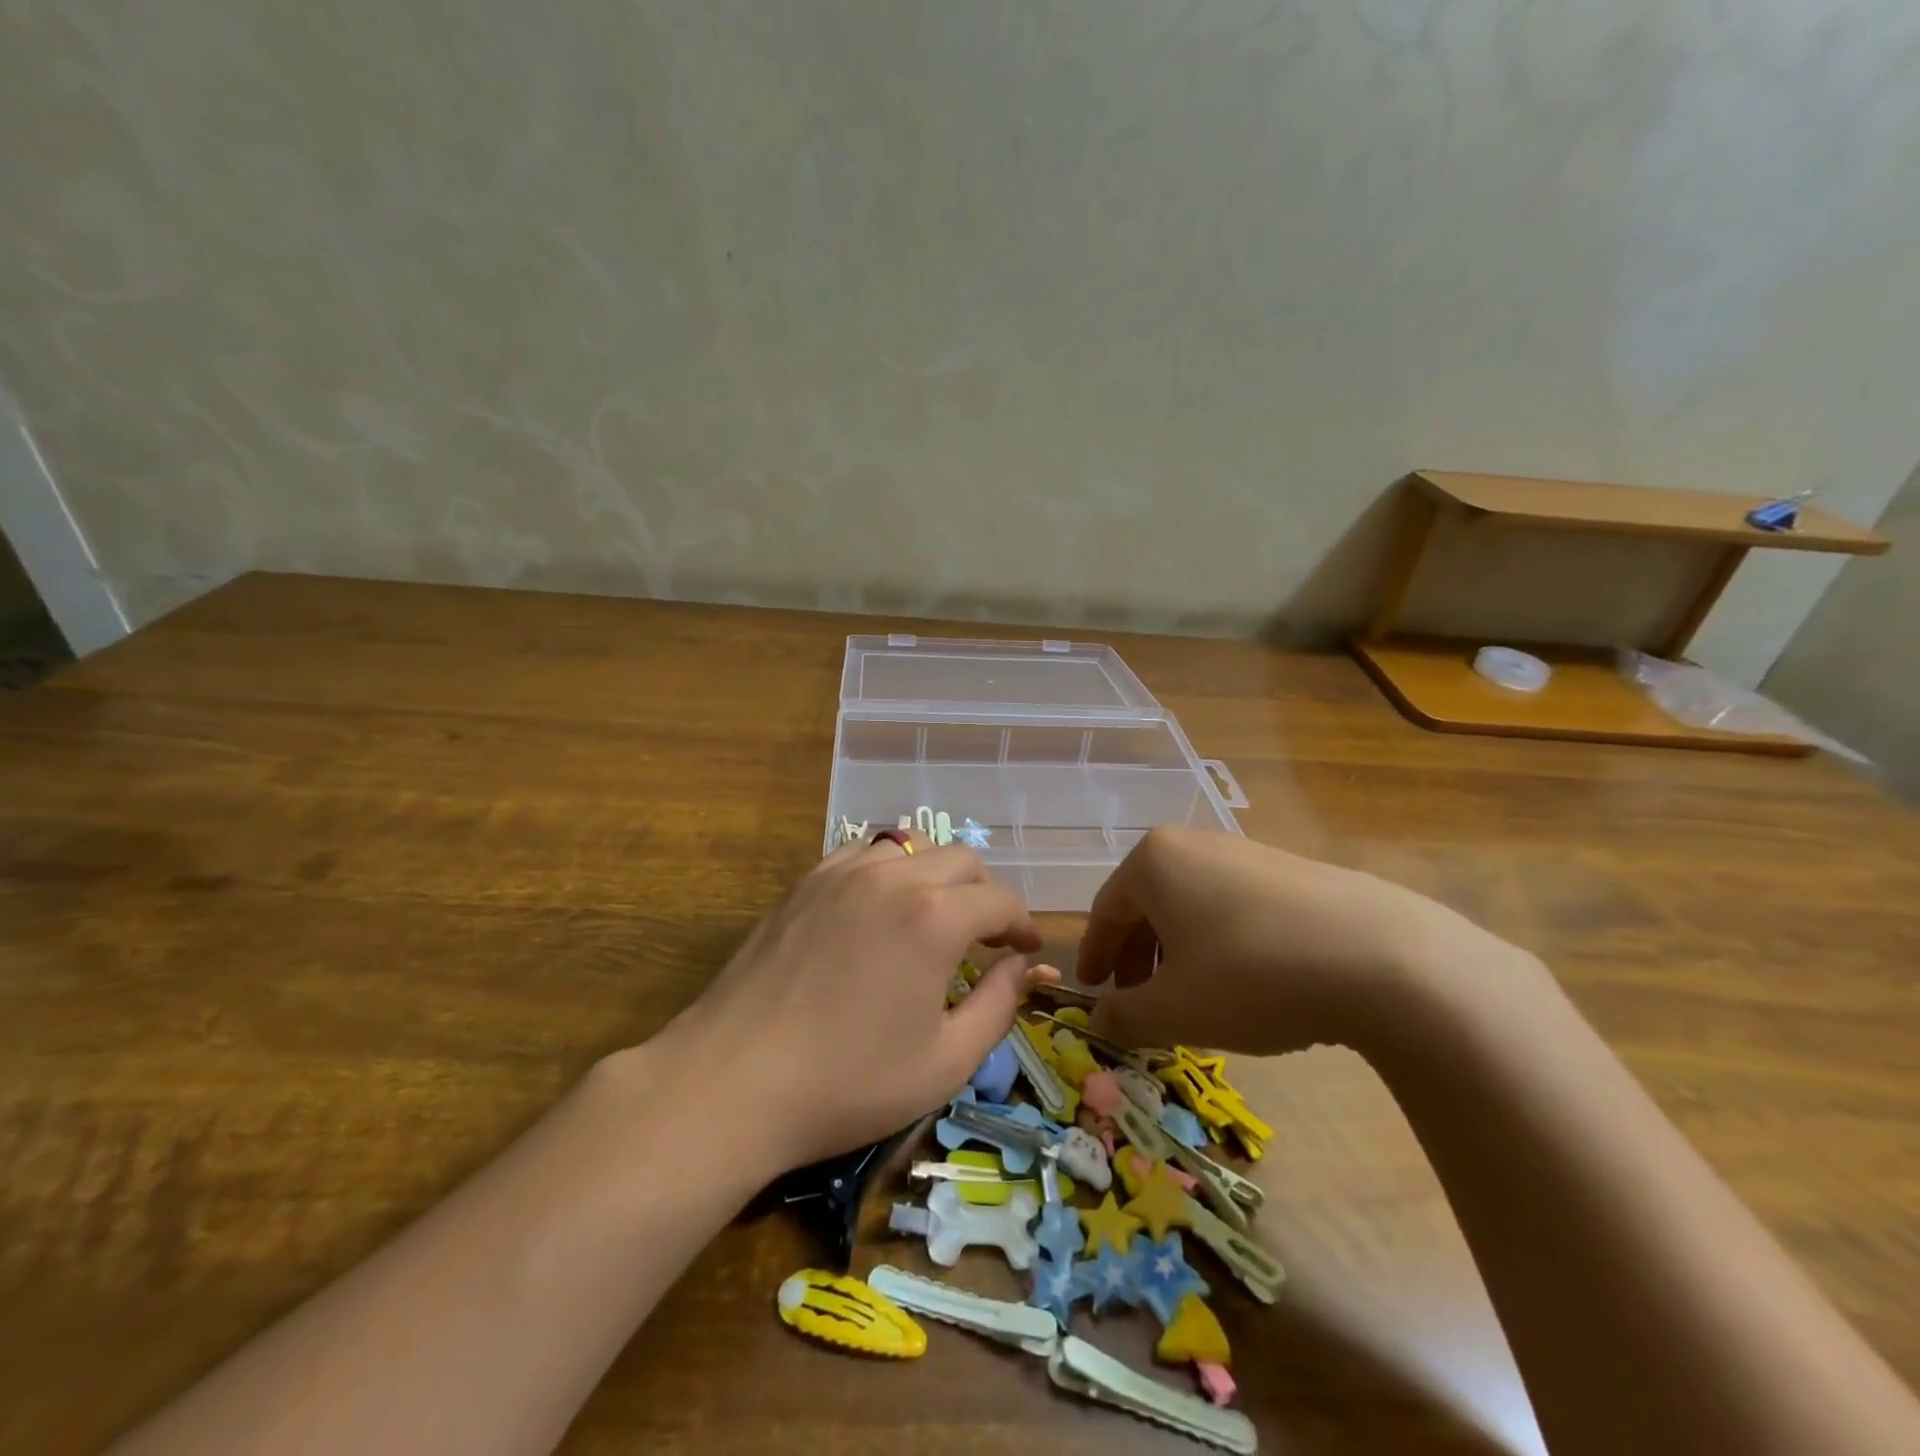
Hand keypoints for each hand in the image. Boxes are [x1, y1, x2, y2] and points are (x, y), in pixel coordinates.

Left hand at [669, 832, 1055, 1169]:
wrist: (733, 1081)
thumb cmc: (848, 1083)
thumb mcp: (946, 1062)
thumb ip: (999, 1006)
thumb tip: (1021, 965)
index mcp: (934, 917)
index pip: (1000, 900)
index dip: (1023, 924)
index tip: (1026, 950)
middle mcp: (892, 878)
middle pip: (961, 860)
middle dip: (986, 894)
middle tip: (987, 938)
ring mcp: (842, 873)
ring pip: (912, 847)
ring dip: (937, 876)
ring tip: (934, 918)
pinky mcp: (805, 883)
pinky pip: (863, 854)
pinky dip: (889, 870)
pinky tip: (880, 908)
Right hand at [1082, 826, 1511, 1056]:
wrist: (1381, 958)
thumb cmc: (1251, 976)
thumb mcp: (1175, 1009)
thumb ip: (1123, 1015)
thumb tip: (1099, 1018)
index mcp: (1154, 861)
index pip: (1106, 910)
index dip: (1094, 955)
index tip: (1092, 991)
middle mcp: (1194, 845)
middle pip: (1147, 905)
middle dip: (1137, 958)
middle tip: (1137, 1003)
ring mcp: (1245, 853)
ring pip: (1190, 907)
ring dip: (1177, 954)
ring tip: (1190, 1000)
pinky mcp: (1289, 872)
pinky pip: (1232, 907)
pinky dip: (1218, 945)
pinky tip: (1242, 984)